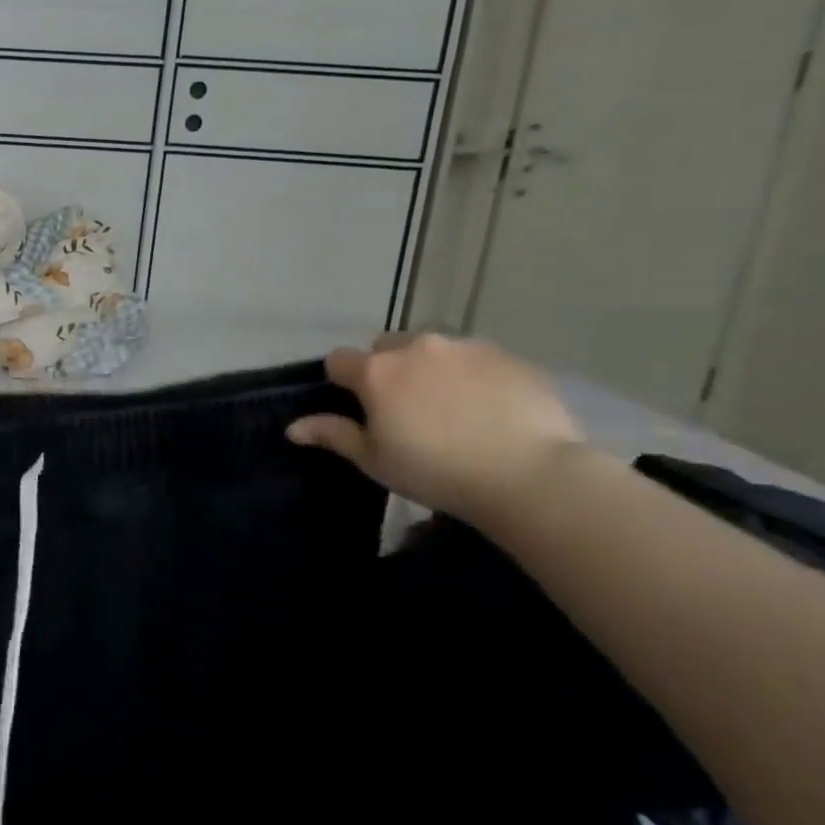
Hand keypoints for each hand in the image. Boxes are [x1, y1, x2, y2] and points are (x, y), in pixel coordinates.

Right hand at [286, 333, 583, 521]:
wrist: (531, 476)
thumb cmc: (436, 471)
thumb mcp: (375, 460)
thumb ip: (333, 435)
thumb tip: (292, 428)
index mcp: (376, 371)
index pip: (339, 360)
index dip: (342, 382)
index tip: (358, 408)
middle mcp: (416, 347)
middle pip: (388, 347)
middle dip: (389, 369)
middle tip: (406, 409)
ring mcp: (466, 348)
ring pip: (435, 350)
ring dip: (432, 369)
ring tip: (453, 408)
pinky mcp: (511, 357)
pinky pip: (480, 360)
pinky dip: (476, 377)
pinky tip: (490, 410)